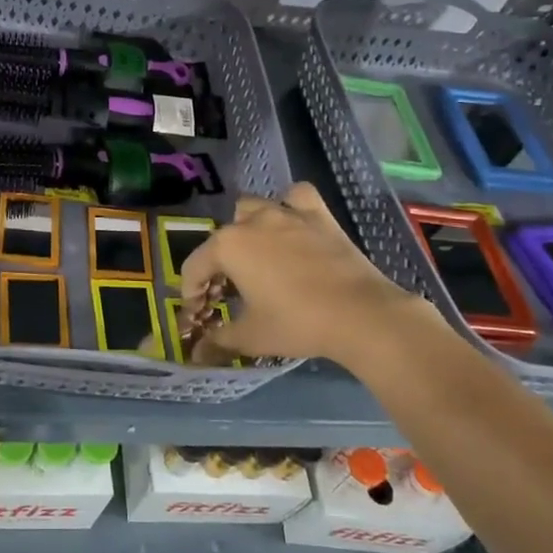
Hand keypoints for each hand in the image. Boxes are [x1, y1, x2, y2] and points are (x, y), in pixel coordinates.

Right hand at [177, 183, 442, 364]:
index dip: (192, 293)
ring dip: (246, 228)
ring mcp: (287, 213)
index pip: (195, 267)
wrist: (361, 314)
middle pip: (222, 239)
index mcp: (228, 246)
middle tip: (228, 295)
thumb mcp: (251, 337)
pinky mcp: (318, 216)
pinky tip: (292, 225)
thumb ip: (219, 341)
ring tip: (255, 255)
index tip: (199, 315)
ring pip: (253, 209)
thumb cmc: (297, 323)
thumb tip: (197, 354)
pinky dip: (290, 206)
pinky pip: (296, 198)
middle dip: (219, 265)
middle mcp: (252, 221)